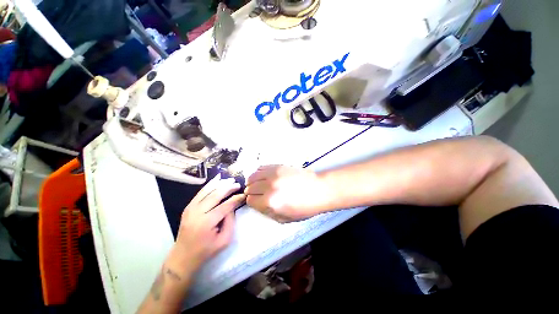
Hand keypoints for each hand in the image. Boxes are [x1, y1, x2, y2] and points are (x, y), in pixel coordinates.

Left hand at [171, 176, 245, 274]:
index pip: (225, 206)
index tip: (244, 195)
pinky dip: (209, 185)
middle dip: (228, 188)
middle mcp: (197, 213)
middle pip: (215, 195)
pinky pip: (200, 193)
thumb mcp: (224, 240)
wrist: (182, 257)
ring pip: (207, 191)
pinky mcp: (188, 207)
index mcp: (207, 223)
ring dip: (219, 184)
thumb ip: (230, 222)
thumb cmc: (206, 251)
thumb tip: (232, 206)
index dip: (236, 199)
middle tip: (237, 184)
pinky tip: (216, 180)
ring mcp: (190, 209)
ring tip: (229, 180)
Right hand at [245, 165, 334, 222]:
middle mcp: (269, 186)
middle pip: (250, 187)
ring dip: (253, 182)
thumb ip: (267, 212)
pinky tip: (264, 177)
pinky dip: (259, 173)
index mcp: (270, 201)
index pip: (250, 200)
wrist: (318, 189)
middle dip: (252, 192)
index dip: (252, 202)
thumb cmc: (304, 207)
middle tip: (258, 194)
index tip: (256, 202)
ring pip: (252, 176)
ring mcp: (273, 174)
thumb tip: (257, 204)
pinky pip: (261, 167)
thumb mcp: (284, 218)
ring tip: (258, 184)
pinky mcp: (278, 166)